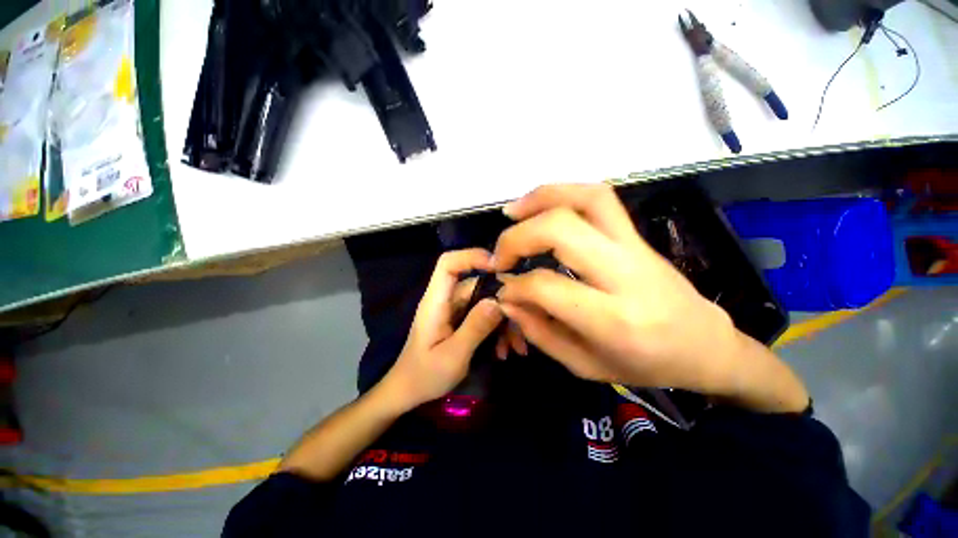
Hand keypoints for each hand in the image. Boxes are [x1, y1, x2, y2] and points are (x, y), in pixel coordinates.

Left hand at [384, 249, 504, 410]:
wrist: (409, 393)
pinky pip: (484, 316)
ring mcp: (455, 311)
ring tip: (514, 347)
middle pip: (477, 284)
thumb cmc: (424, 376)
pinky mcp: (461, 321)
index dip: (472, 256)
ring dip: (503, 322)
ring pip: (485, 302)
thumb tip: (499, 301)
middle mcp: (446, 300)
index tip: (499, 267)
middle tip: (521, 324)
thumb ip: (475, 327)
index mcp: (436, 302)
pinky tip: (504, 351)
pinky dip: (497, 330)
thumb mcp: (453, 356)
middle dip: (502, 302)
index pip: (448, 264)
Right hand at [492, 184, 743, 394]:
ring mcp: (635, 246)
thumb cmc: (645, 365)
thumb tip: (507, 299)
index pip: (546, 286)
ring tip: (511, 214)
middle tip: (500, 256)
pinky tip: (540, 205)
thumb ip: (540, 332)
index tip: (502, 290)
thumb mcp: (585, 366)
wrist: (704, 344)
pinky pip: (599, 198)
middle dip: (518, 238)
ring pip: (586, 199)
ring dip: (540, 199)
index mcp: (614, 320)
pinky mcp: (636, 234)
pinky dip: (563, 192)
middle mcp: (626, 274)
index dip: (514, 286)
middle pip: (562, 230)